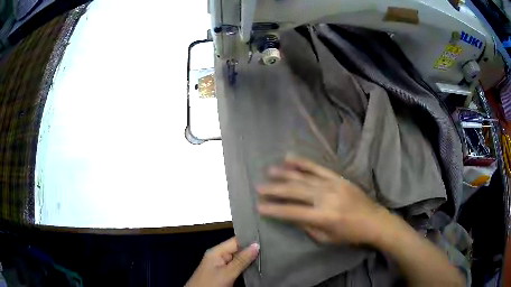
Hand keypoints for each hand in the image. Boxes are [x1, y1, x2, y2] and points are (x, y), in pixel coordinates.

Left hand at [185, 237, 259, 286]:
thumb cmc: (210, 284)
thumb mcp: (227, 273)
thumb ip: (241, 260)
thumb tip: (256, 245)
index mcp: (216, 252)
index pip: (235, 241)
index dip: (250, 240)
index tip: (266, 239)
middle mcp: (218, 257)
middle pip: (238, 250)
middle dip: (252, 251)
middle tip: (269, 249)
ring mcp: (221, 266)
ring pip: (239, 260)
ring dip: (250, 260)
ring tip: (266, 257)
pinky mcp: (224, 274)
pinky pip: (237, 268)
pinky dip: (246, 267)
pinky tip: (256, 267)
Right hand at [257, 155, 387, 245]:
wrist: (374, 220)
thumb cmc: (350, 234)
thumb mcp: (326, 238)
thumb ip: (307, 226)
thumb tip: (290, 215)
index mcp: (324, 217)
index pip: (293, 212)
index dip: (274, 210)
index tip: (259, 207)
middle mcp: (326, 198)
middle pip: (295, 191)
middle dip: (275, 190)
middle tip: (259, 187)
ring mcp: (333, 184)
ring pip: (304, 177)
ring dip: (285, 173)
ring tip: (269, 171)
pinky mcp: (338, 177)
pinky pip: (318, 168)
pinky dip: (303, 163)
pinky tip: (290, 158)